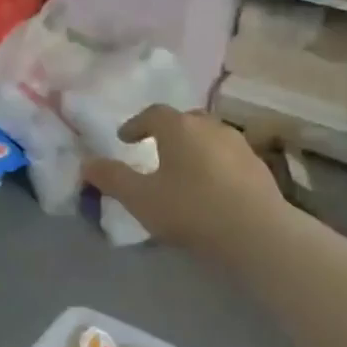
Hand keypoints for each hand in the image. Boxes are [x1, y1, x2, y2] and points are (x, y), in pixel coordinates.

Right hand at [81, 105, 286, 260]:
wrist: (257, 233)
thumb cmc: (191, 209)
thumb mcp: (140, 198)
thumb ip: (112, 178)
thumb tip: (87, 163)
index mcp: (179, 127)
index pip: (153, 113)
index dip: (136, 124)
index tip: (125, 138)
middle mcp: (210, 127)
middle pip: (185, 120)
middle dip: (167, 131)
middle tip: (155, 149)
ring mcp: (239, 145)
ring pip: (209, 137)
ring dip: (193, 147)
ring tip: (183, 169)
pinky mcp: (259, 167)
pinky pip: (228, 156)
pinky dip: (214, 163)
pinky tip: (211, 187)